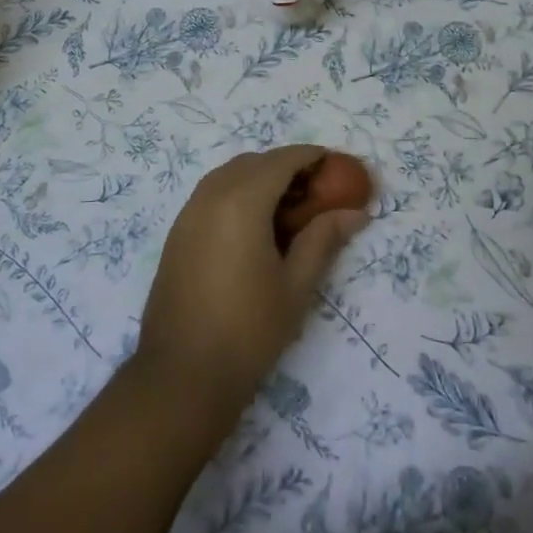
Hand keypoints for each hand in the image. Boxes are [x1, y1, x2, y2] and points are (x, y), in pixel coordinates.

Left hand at [136, 146, 369, 415]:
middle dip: (285, 165)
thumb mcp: (295, 285)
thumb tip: (355, 213)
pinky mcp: (176, 234)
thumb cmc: (248, 331)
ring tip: (287, 208)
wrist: (182, 375)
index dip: (310, 156)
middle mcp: (210, 196)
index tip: (335, 164)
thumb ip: (323, 240)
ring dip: (259, 177)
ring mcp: (187, 214)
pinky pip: (210, 194)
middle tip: (315, 190)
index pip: (281, 160)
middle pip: (253, 162)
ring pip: (228, 175)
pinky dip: (236, 193)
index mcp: (241, 202)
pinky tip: (254, 226)